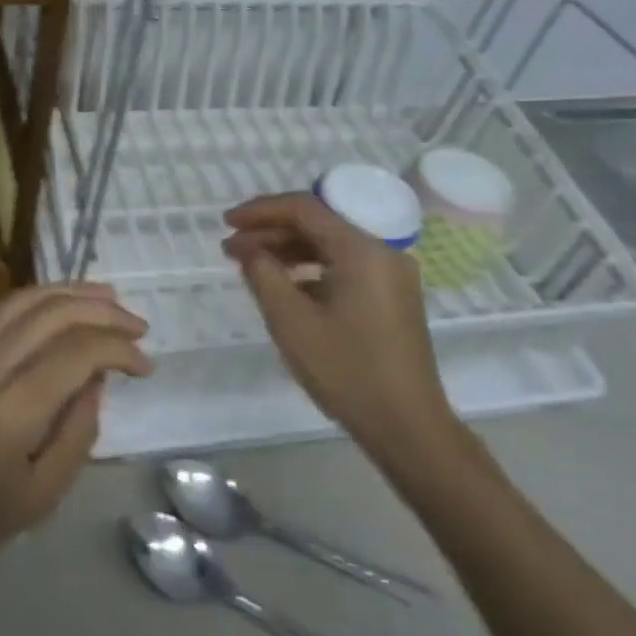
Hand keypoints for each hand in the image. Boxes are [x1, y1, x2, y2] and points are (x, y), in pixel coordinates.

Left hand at [0, 284, 150, 581]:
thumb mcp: (41, 497)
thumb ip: (78, 432)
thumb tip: (98, 377)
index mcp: (6, 414)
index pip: (76, 353)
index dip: (119, 349)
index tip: (145, 365)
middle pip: (53, 314)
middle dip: (104, 311)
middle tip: (137, 325)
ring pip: (24, 299)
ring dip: (71, 293)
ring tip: (108, 298)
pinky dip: (35, 299)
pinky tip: (57, 305)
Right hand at [223, 193, 457, 470]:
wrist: (408, 426)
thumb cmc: (346, 370)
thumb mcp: (291, 321)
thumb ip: (263, 274)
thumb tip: (249, 248)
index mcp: (362, 249)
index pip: (305, 208)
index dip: (261, 211)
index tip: (227, 223)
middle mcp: (382, 251)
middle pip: (319, 224)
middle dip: (271, 231)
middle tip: (231, 248)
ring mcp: (391, 275)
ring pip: (331, 245)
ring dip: (289, 249)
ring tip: (251, 265)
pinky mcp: (393, 297)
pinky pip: (345, 266)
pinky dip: (312, 268)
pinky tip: (285, 285)